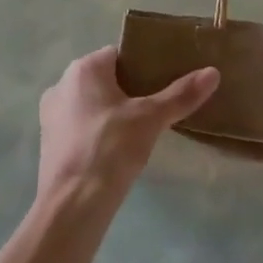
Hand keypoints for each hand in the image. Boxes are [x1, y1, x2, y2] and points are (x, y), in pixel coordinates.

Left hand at [37, 47, 217, 209]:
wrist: (71, 207)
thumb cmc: (110, 149)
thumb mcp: (151, 119)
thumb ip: (181, 94)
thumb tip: (213, 73)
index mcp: (83, 69)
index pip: (119, 55)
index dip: (144, 66)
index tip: (164, 81)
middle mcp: (62, 85)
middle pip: (105, 79)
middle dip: (130, 90)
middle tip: (157, 106)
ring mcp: (51, 116)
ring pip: (92, 104)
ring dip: (113, 113)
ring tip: (141, 130)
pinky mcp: (49, 144)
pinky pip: (80, 127)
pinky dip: (98, 132)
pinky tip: (117, 150)